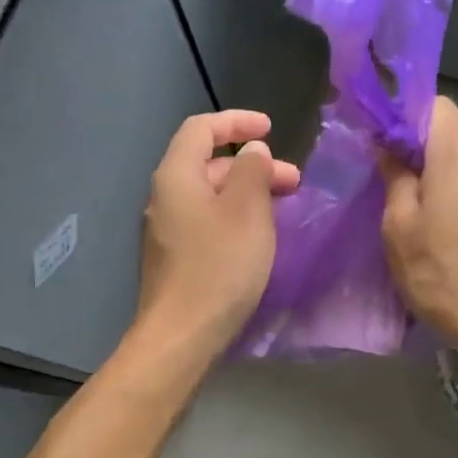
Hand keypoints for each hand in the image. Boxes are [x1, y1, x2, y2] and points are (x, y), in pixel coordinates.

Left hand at [136, 109, 299, 352]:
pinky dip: (234, 218)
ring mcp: (166, 231)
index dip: (236, 121)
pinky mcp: (173, 260)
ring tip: (282, 210)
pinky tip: (257, 238)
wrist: (181, 336)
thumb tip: (251, 152)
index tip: (271, 129)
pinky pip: (206, 222)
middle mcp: (164, 198)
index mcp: (176, 176)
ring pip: (209, 196)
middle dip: (252, 165)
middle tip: (293, 181)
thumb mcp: (247, 211)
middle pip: (207, 163)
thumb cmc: (219, 266)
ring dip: (246, 194)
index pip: (201, 128)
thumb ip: (252, 171)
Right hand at [379, 97, 457, 360]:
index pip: (434, 106)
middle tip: (411, 207)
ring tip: (449, 235)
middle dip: (431, 164)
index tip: (390, 156)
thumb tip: (391, 149)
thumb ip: (395, 180)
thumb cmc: (449, 278)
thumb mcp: (400, 232)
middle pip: (457, 141)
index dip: (407, 123)